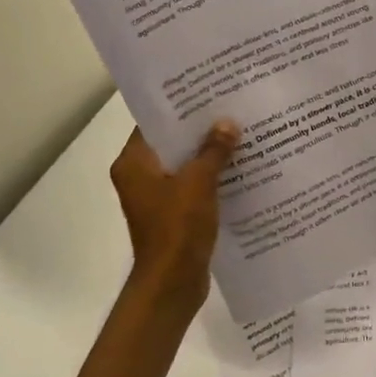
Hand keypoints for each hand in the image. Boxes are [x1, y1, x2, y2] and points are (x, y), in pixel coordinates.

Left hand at [110, 121, 239, 322]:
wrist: (173, 283)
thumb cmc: (177, 228)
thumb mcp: (198, 183)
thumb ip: (213, 150)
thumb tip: (226, 123)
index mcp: (133, 164)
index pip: (154, 124)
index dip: (180, 108)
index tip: (208, 94)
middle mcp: (139, 177)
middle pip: (172, 144)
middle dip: (201, 131)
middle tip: (232, 110)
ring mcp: (156, 198)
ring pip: (185, 166)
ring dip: (209, 155)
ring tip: (242, 136)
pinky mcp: (173, 215)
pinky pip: (193, 187)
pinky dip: (212, 179)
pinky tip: (240, 170)